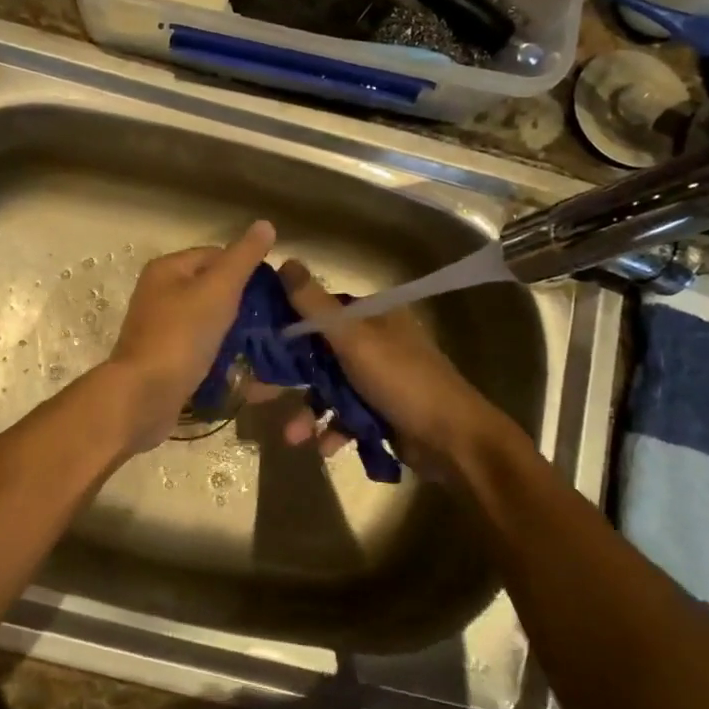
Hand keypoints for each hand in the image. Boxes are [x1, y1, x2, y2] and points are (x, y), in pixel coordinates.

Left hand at [105, 221, 275, 452]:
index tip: (275, 290)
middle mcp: (160, 295)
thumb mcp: (218, 289)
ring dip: (238, 333)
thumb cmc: (181, 335)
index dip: (246, 268)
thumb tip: (265, 224)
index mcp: (167, 270)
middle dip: (245, 304)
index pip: (215, 255)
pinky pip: (204, 351)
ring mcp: (162, 330)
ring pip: (210, 323)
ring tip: (270, 345)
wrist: (144, 396)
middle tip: (277, 320)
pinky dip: (225, 358)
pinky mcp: (167, 361)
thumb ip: (243, 258)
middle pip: (212, 290)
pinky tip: (250, 370)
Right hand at [272, 259, 511, 477]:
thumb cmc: (402, 380)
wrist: (455, 440)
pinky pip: (346, 416)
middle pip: (317, 353)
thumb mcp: (354, 339)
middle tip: (253, 393)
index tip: (253, 340)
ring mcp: (377, 379)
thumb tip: (285, 260)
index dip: (285, 323)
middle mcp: (373, 342)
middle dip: (287, 377)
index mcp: (372, 317)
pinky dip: (333, 430)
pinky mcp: (380, 412)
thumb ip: (315, 305)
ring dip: (308, 412)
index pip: (318, 311)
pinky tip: (325, 447)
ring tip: (293, 436)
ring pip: (329, 389)